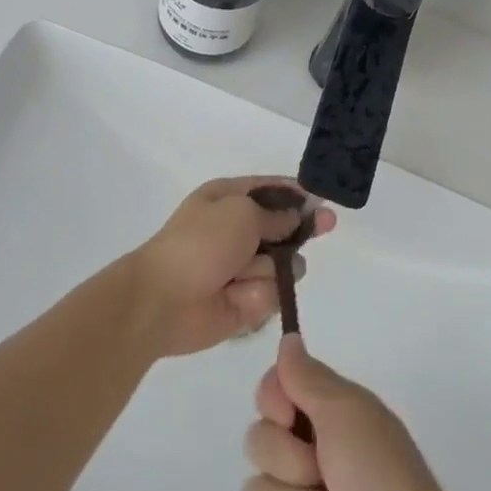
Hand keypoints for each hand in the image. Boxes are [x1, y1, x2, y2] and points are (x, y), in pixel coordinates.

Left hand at [130, 177, 335, 357]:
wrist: (163, 300)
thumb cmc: (200, 243)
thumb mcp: (241, 212)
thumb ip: (276, 214)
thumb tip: (298, 215)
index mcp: (228, 199)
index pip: (270, 190)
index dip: (296, 193)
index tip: (320, 198)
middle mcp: (238, 230)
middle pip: (285, 227)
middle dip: (301, 228)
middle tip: (326, 225)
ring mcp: (243, 268)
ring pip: (284, 263)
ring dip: (270, 268)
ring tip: (242, 274)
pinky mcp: (247, 301)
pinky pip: (273, 293)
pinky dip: (259, 294)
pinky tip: (239, 297)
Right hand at [240, 337, 467, 490]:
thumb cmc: (381, 478)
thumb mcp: (349, 413)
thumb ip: (309, 377)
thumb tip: (288, 337)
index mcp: (327, 416)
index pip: (272, 390)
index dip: (273, 402)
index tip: (291, 416)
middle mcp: (309, 454)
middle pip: (257, 440)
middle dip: (287, 461)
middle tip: (323, 473)